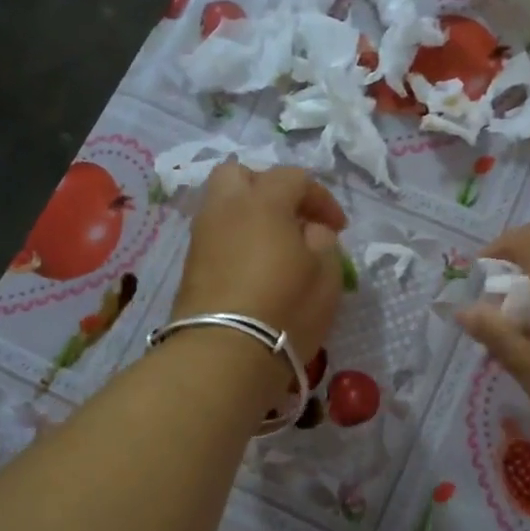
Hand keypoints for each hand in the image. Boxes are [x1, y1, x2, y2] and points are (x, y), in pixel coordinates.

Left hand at [172, 163, 347, 372]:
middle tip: (291, 218)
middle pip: (240, 175)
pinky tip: (253, 267)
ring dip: (248, 215)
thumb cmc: (285, 309)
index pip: (294, 178)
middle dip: (268, 188)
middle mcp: (225, 209)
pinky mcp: (190, 267)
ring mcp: (202, 237)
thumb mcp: (326, 274)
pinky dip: (235, 240)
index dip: (321, 198)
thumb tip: (309, 230)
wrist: (223, 355)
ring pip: (222, 205)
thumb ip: (323, 240)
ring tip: (273, 246)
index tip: (339, 229)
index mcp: (263, 201)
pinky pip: (215, 236)